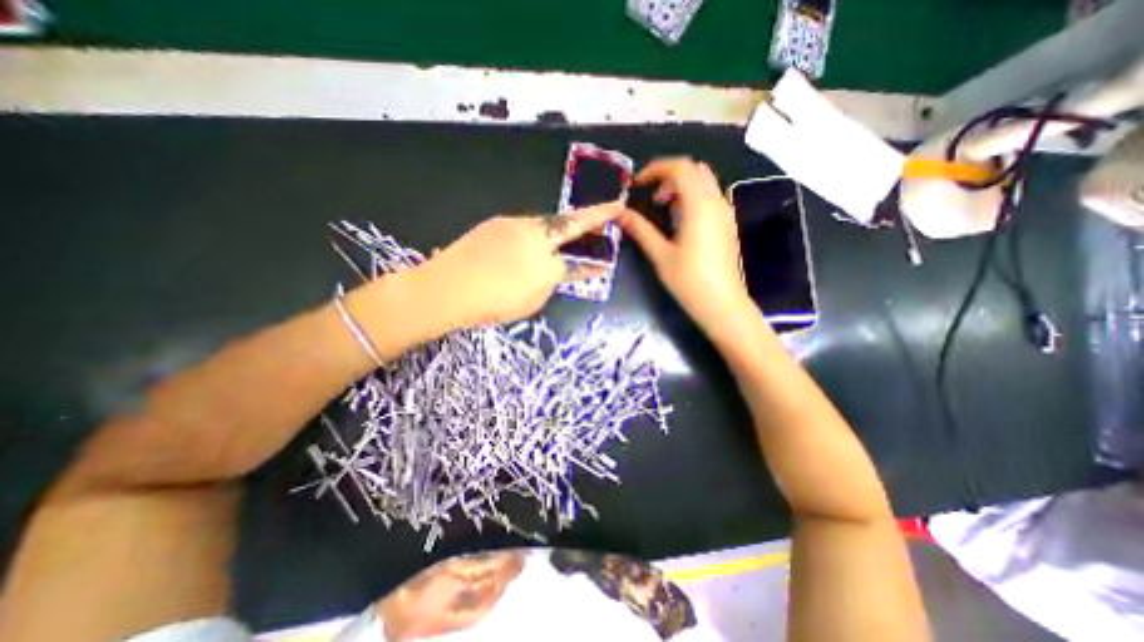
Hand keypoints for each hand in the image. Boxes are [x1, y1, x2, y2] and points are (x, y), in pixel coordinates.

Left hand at [414, 202, 624, 329]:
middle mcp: (535, 235)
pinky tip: (525, 246)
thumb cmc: (492, 303)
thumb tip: (558, 269)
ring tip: (559, 242)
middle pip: (568, 223)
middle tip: (605, 216)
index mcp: (547, 260)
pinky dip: (532, 236)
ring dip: (557, 232)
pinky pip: (524, 227)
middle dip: (591, 218)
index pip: (581, 252)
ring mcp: (514, 225)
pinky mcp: (496, 223)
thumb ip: (552, 282)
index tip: (616, 217)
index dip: (599, 241)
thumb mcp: (532, 301)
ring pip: (545, 225)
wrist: (445, 288)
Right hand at [618, 159, 751, 332]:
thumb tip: (619, 213)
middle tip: (650, 195)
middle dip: (669, 174)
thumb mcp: (660, 255)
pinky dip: (692, 197)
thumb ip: (640, 229)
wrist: (722, 304)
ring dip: (681, 185)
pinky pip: (710, 197)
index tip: (637, 183)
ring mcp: (725, 213)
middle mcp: (716, 202)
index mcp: (699, 205)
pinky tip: (679, 220)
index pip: (680, 167)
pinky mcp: (727, 225)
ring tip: (662, 207)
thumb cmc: (689, 280)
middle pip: (694, 169)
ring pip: (704, 182)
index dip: (656, 168)